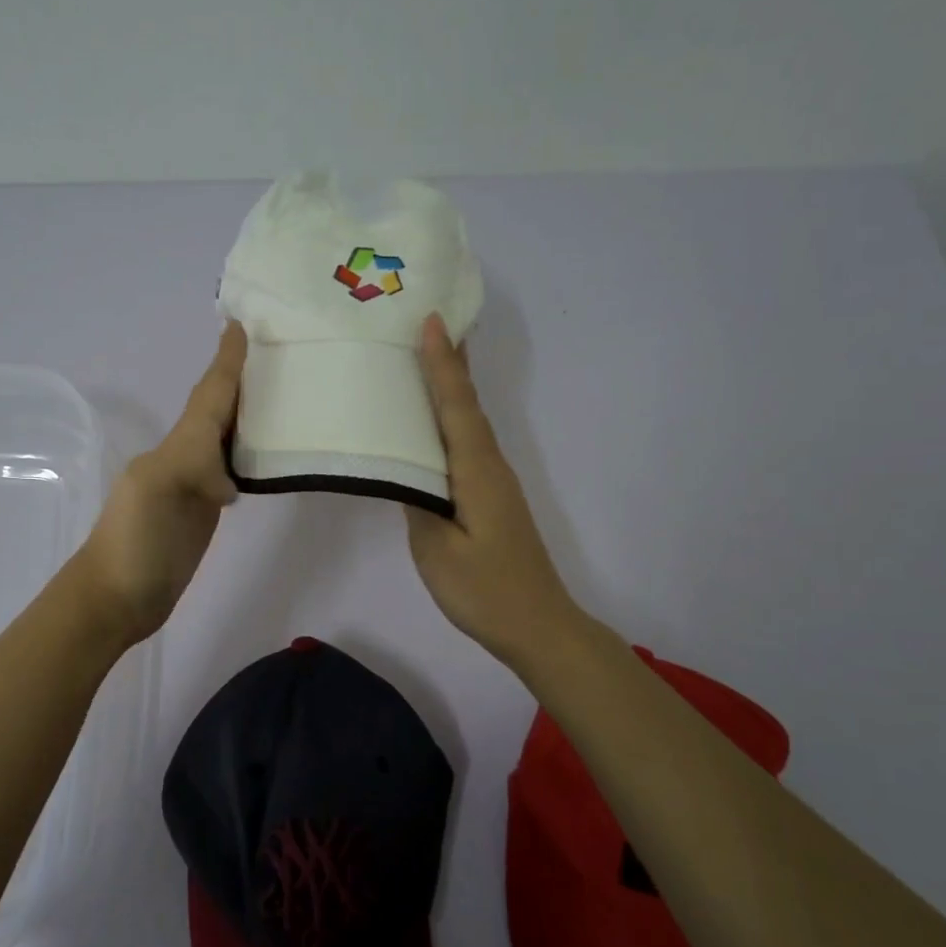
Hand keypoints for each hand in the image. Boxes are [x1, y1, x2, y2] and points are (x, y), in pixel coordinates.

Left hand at [70, 321, 245, 645]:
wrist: (116, 600)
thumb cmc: (133, 546)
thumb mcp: (155, 494)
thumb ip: (191, 466)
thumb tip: (228, 480)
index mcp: (176, 446)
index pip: (208, 397)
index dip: (226, 363)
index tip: (242, 325)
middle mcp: (186, 456)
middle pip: (218, 409)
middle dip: (241, 378)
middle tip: (277, 349)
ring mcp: (195, 485)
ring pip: (226, 436)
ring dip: (248, 410)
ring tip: (282, 389)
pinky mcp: (205, 511)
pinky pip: (232, 468)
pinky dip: (250, 450)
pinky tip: (267, 449)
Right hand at [405, 314, 585, 669]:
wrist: (538, 626)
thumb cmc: (485, 591)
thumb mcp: (437, 551)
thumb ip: (418, 504)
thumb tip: (406, 471)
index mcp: (477, 473)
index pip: (457, 407)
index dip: (443, 364)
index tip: (432, 320)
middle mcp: (491, 467)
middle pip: (469, 406)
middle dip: (452, 362)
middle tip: (432, 322)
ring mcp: (495, 483)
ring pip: (471, 423)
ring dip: (453, 387)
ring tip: (430, 358)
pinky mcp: (492, 499)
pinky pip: (469, 444)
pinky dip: (454, 419)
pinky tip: (438, 424)